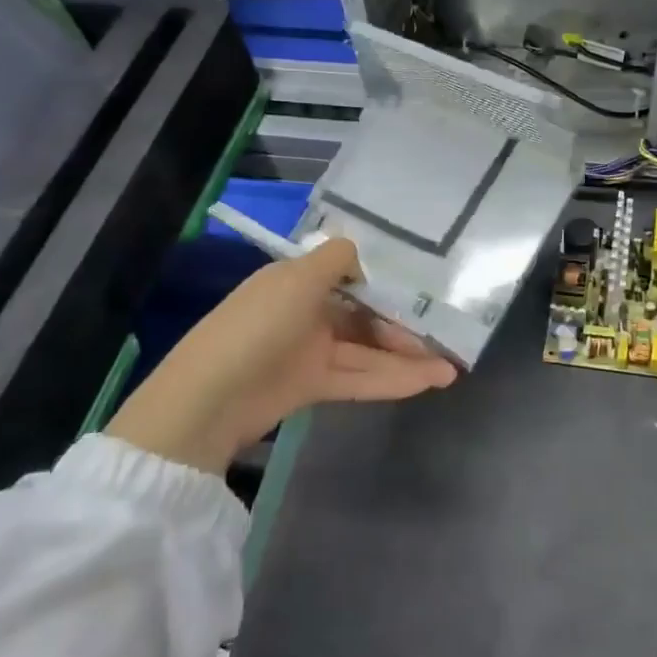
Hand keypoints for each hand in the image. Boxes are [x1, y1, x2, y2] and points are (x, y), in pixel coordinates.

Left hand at [108, 238, 457, 473]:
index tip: (425, 290)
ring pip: (366, 351)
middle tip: (445, 338)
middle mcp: (306, 311)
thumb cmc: (257, 327)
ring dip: (406, 359)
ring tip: (449, 369)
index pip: (352, 275)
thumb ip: (336, 259)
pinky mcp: (311, 386)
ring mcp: (308, 351)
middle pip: (364, 316)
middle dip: (404, 326)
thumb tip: (361, 254)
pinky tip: (424, 382)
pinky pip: (358, 378)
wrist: (208, 402)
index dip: (387, 283)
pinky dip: (389, 379)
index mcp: (298, 280)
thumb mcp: (297, 279)